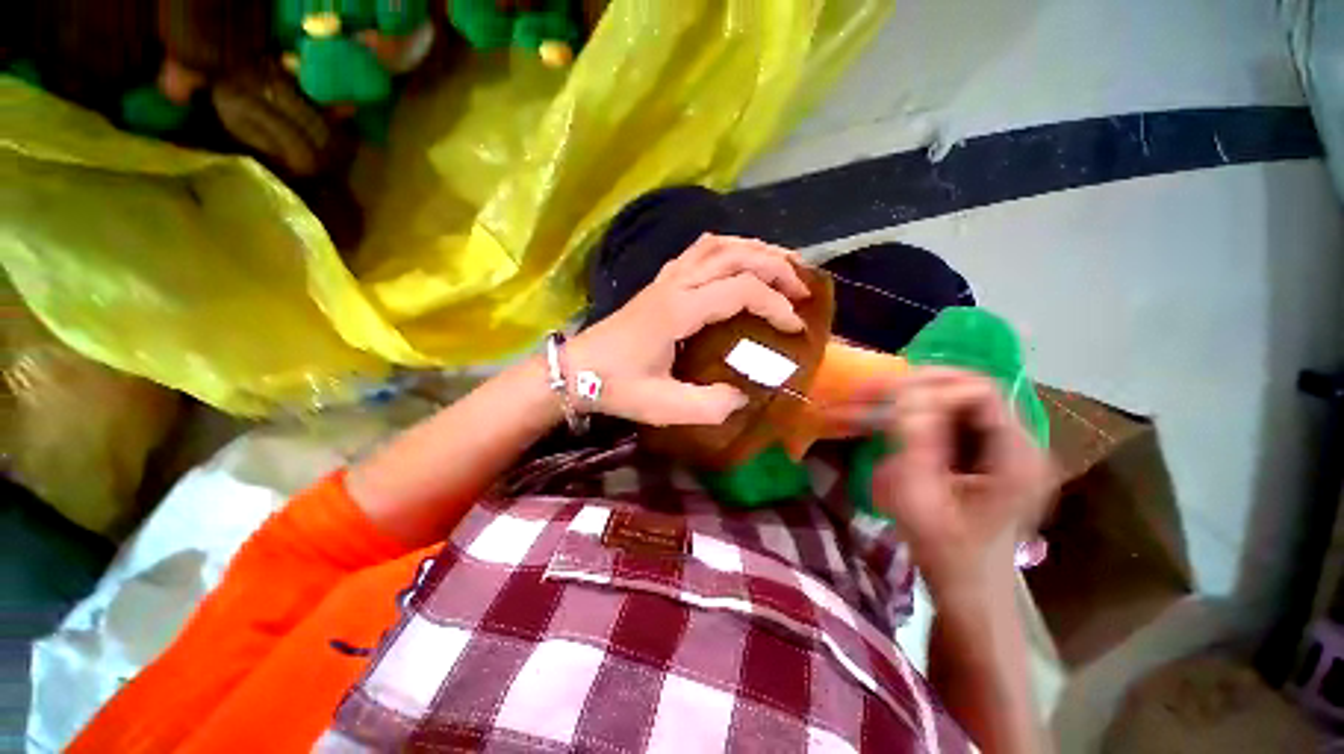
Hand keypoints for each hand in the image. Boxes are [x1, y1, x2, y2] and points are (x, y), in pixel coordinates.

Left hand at [568, 233, 810, 425]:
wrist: (575, 370)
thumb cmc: (616, 387)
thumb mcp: (662, 407)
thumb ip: (708, 406)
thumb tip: (744, 396)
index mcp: (678, 310)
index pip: (740, 290)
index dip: (775, 305)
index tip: (795, 328)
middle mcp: (676, 284)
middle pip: (735, 255)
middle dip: (776, 266)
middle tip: (802, 288)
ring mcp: (666, 278)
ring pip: (718, 245)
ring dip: (755, 250)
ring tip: (781, 267)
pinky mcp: (661, 282)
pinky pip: (700, 251)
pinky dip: (729, 250)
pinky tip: (740, 265)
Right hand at [870, 368, 1056, 597]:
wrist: (969, 590)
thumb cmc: (945, 551)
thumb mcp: (921, 497)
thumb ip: (915, 442)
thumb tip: (905, 393)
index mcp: (1017, 456)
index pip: (980, 391)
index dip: (932, 387)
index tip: (889, 399)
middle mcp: (1022, 446)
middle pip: (974, 391)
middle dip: (923, 386)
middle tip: (880, 391)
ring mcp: (1009, 453)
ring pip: (965, 403)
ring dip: (922, 397)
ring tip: (884, 403)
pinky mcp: (993, 460)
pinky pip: (959, 421)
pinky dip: (927, 415)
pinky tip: (901, 426)